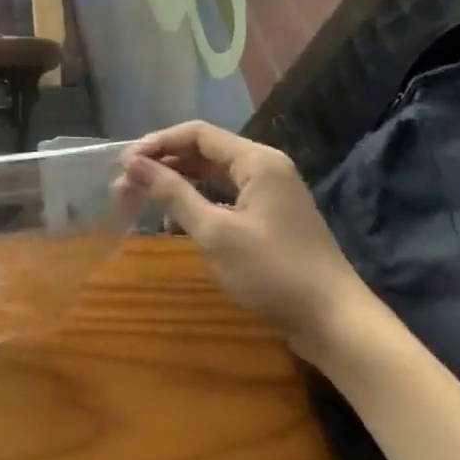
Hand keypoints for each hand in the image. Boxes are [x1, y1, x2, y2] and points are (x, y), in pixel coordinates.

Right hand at [116, 122, 375, 359]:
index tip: (123, 164)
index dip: (157, 143)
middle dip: (163, 164)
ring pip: (212, 175)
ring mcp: (270, 193)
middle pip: (204, 151)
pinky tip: (173, 223)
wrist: (337, 325)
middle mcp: (265, 167)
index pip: (197, 134)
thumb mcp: (216, 233)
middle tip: (125, 184)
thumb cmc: (274, 273)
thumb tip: (132, 164)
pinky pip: (225, 196)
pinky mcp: (270, 217)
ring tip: (141, 199)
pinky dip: (197, 203)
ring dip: (177, 184)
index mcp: (257, 161)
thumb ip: (173, 194)